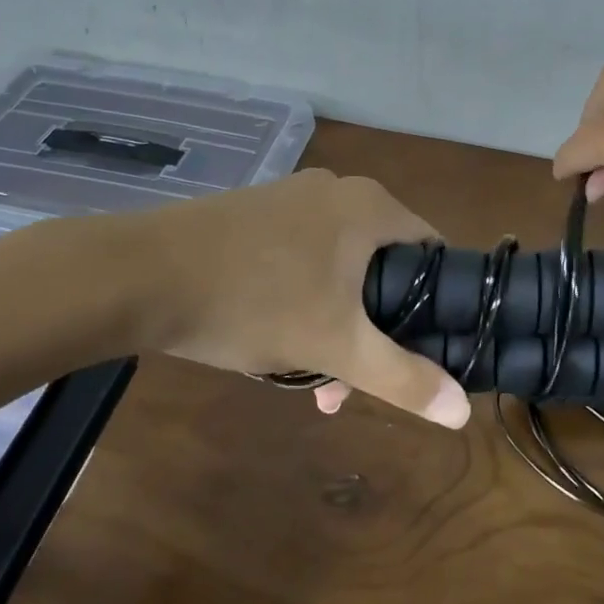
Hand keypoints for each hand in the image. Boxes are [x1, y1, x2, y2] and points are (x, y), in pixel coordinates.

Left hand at [45, 169, 469, 426]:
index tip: (418, 352)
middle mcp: (339, 191)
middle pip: (383, 266)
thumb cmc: (254, 302)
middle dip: (372, 330)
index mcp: (371, 207)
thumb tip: (463, 412)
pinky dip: (301, 298)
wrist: (140, 275)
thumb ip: (404, 378)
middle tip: (348, 384)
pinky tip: (272, 337)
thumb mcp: (335, 347)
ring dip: (334, 323)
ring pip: (339, 268)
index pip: (434, 253)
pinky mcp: (257, 212)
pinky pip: (302, 257)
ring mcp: (293, 197)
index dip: (438, 306)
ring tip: (306, 379)